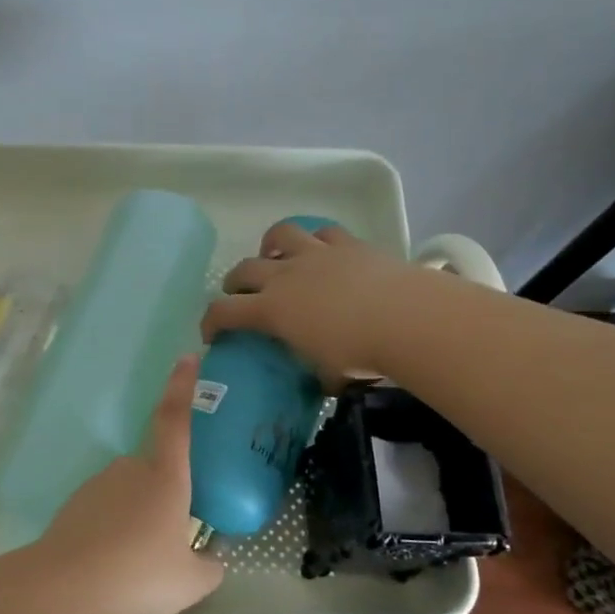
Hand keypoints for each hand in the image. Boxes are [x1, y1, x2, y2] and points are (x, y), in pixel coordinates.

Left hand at [34, 355, 224, 613]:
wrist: (65, 589)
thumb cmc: (138, 577)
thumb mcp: (191, 582)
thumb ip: (210, 566)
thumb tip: (214, 559)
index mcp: (165, 477)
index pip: (175, 419)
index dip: (183, 386)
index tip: (188, 358)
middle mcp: (131, 469)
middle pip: (156, 470)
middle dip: (166, 498)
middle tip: (171, 542)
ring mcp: (99, 484)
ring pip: (131, 493)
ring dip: (139, 518)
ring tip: (140, 566)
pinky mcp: (76, 504)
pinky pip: (107, 510)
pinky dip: (114, 530)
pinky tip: (114, 566)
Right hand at [200, 220, 417, 384]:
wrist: (404, 317)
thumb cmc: (359, 352)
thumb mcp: (328, 373)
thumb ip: (317, 373)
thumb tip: (324, 381)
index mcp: (272, 310)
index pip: (224, 311)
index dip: (210, 322)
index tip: (211, 334)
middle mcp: (285, 276)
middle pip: (244, 269)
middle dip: (233, 282)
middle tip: (238, 295)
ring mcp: (315, 254)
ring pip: (280, 235)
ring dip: (270, 245)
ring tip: (274, 257)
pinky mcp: (346, 243)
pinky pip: (322, 232)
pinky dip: (314, 239)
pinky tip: (319, 250)